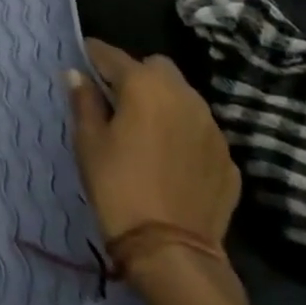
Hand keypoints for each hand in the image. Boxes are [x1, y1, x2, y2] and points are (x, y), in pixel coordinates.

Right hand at [68, 39, 239, 248]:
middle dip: (136, 74)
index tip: (82, 63)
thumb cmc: (118, 185)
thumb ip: (84, 101)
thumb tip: (77, 74)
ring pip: (183, 97)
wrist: (172, 250)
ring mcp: (212, 127)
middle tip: (116, 100)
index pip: (111, 54)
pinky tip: (170, 160)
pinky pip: (200, 131)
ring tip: (145, 129)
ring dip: (163, 102)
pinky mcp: (228, 159)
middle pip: (156, 67)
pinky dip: (183, 134)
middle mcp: (184, 96)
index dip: (93, 56)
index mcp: (144, 85)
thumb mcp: (88, 141)